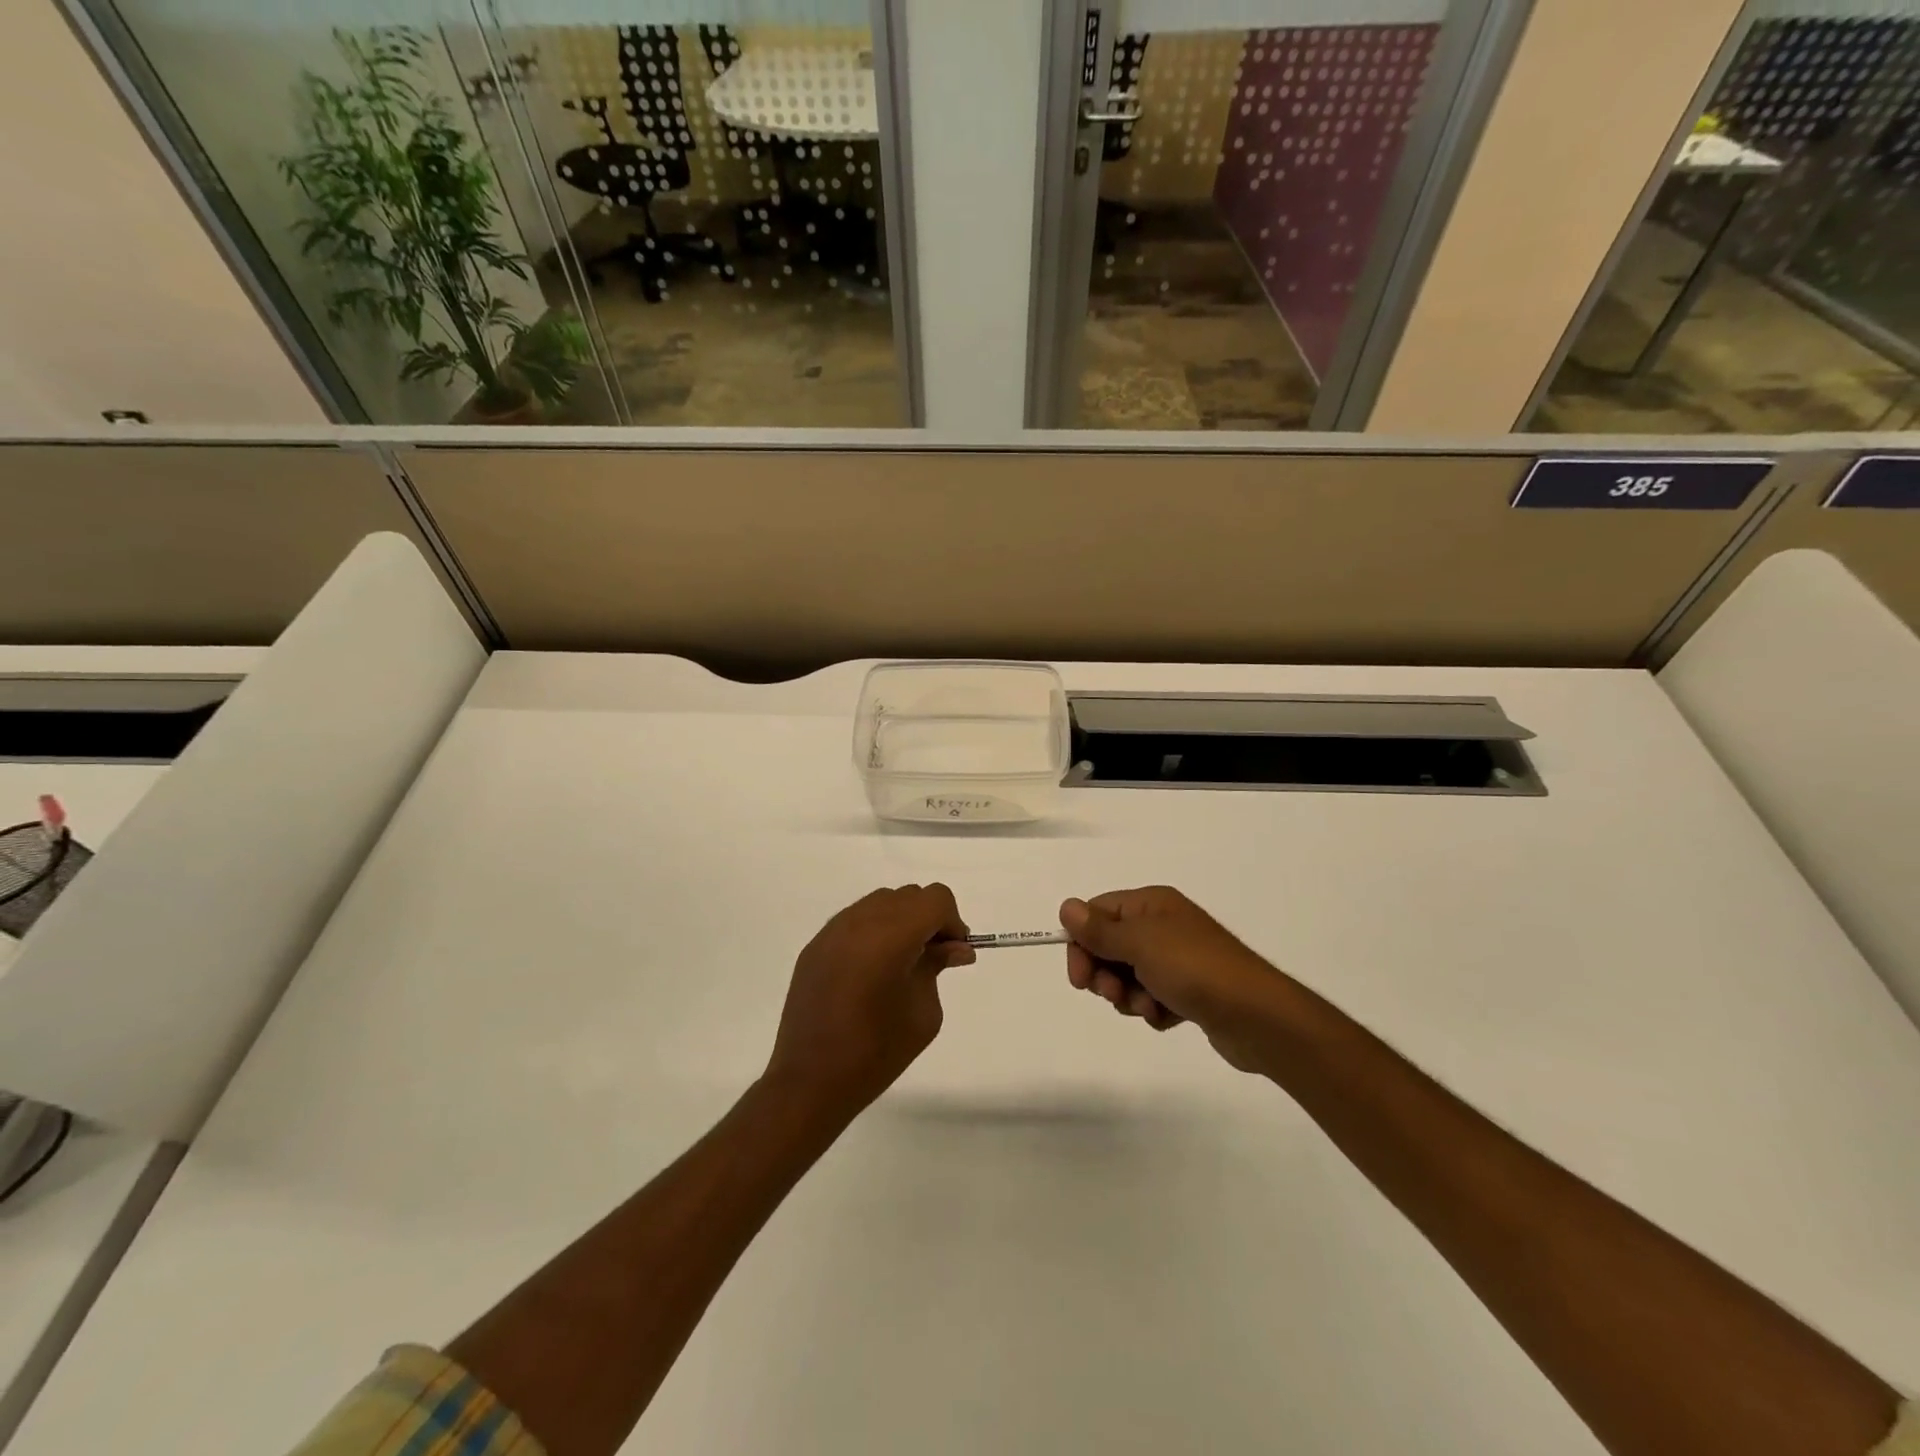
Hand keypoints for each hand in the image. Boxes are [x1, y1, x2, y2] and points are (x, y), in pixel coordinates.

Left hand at [765, 884, 974, 1113]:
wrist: (810, 1082)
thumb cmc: (876, 1053)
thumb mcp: (923, 1013)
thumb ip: (937, 967)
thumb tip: (954, 947)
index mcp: (890, 937)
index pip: (935, 899)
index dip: (952, 921)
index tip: (954, 953)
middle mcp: (859, 922)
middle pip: (909, 896)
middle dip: (928, 919)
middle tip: (934, 958)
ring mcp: (832, 931)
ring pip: (881, 902)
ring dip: (901, 921)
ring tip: (903, 963)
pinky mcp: (815, 946)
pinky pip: (855, 920)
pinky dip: (874, 931)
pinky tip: (873, 970)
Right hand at [1060, 887, 1286, 1071]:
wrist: (1256, 1016)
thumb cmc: (1194, 969)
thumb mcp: (1140, 944)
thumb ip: (1100, 929)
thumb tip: (1067, 906)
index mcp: (1151, 905)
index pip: (1098, 913)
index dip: (1082, 942)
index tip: (1079, 976)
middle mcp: (1163, 926)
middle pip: (1110, 946)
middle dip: (1105, 973)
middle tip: (1114, 993)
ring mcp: (1177, 959)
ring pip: (1128, 976)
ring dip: (1129, 995)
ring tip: (1149, 1007)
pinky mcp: (1188, 992)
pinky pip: (1151, 997)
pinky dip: (1152, 1009)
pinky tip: (1168, 1017)